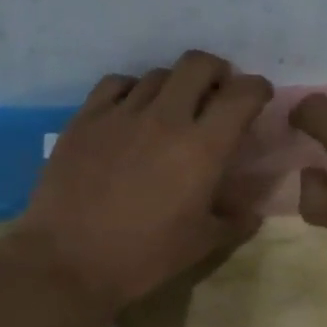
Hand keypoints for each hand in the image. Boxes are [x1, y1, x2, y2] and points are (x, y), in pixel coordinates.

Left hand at [12, 51, 273, 308]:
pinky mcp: (85, 118)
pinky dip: (133, 90)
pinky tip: (131, 112)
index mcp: (203, 148)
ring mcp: (121, 113)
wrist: (68, 261)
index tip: (258, 97)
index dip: (257, 89)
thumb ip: (234, 220)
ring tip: (173, 109)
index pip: (242, 95)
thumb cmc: (144, 257)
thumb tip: (251, 211)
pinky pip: (116, 84)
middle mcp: (165, 118)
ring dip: (175, 85)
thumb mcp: (202, 244)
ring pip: (158, 73)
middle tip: (216, 95)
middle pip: (198, 64)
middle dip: (216, 72)